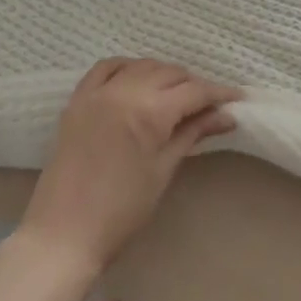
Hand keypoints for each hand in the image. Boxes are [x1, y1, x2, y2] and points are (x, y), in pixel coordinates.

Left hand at [20, 58, 241, 274]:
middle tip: (208, 105)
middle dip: (193, 85)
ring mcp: (97, 92)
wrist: (63, 234)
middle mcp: (124, 90)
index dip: (219, 94)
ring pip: (141, 66)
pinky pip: (105, 68)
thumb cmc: (121, 211)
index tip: (237, 99)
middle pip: (170, 73)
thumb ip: (192, 134)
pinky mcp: (77, 99)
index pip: (194, 91)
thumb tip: (225, 117)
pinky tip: (136, 78)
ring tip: (176, 94)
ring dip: (163, 74)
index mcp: (149, 111)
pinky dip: (126, 67)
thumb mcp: (163, 170)